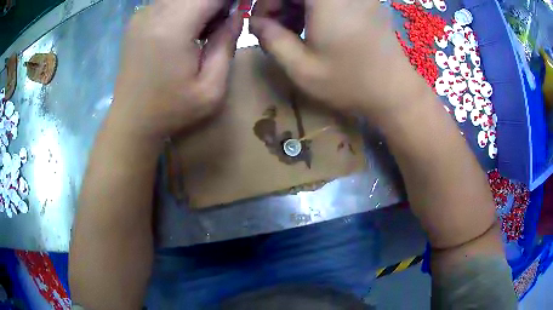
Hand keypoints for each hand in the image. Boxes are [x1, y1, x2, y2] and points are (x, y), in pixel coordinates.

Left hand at [109, 0, 242, 144]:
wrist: (132, 121)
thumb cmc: (171, 110)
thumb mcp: (211, 87)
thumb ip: (227, 43)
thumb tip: (237, 14)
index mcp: (173, 28)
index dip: (231, 0)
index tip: (240, 9)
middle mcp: (153, 13)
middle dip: (215, 4)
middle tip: (221, 25)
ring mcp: (141, 15)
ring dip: (200, 5)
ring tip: (204, 30)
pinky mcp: (136, 20)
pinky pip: (168, 1)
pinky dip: (184, 8)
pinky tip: (185, 30)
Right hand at [251, 0, 427, 123]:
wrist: (396, 92)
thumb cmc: (350, 82)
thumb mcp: (301, 67)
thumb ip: (270, 39)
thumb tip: (255, 21)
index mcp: (326, 0)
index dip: (267, 3)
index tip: (261, 22)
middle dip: (279, 4)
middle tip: (274, 28)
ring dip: (295, 6)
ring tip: (292, 31)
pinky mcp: (365, 1)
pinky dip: (313, 7)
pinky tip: (313, 27)